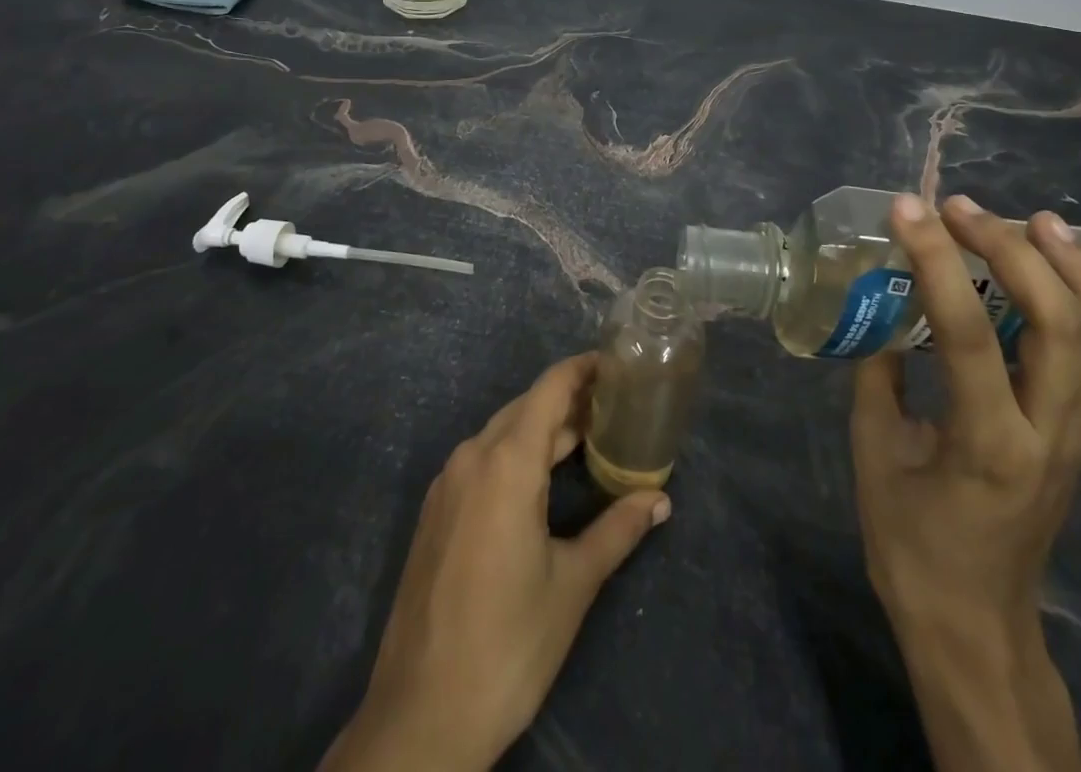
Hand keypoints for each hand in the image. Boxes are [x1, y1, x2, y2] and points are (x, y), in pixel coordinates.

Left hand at [321, 353, 670, 771]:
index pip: (549, 389)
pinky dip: (516, 455)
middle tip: (614, 406)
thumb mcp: (572, 584)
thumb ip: (617, 530)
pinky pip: (482, 461)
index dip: (582, 369)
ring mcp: (447, 484)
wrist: (421, 717)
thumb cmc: (508, 644)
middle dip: (570, 401)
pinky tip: (542, 480)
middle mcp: (472, 458)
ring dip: (543, 430)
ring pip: (503, 434)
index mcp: (506, 464)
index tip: (616, 363)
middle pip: (526, 408)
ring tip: (588, 438)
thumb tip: (660, 499)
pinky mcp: (436, 511)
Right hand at [851, 192, 1080, 770]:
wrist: (975, 622)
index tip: (906, 209)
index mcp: (987, 443)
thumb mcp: (873, 454)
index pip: (968, 332)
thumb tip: (883, 308)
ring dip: (1073, 268)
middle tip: (964, 209)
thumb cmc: (912, 544)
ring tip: (1038, 218)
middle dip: (1013, 251)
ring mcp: (1077, 437)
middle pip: (1059, 324)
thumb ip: (879, 374)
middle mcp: (1049, 434)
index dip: (936, 260)